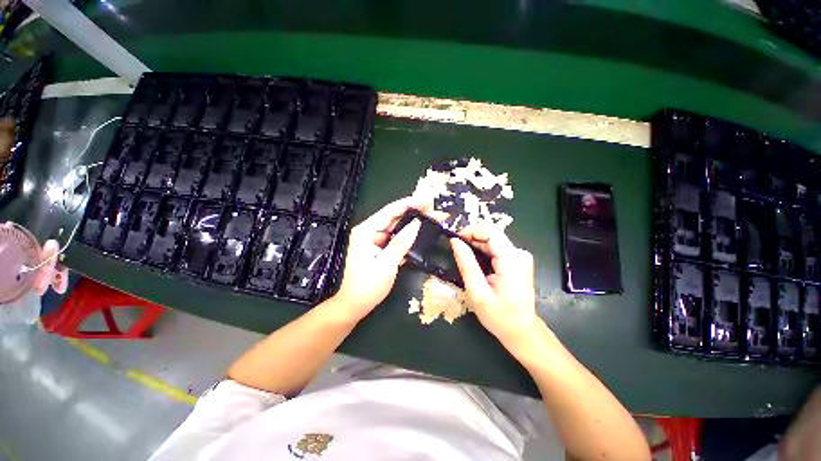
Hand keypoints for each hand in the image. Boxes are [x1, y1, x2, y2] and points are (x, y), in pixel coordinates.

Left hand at [333, 197, 422, 321]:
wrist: (355, 305)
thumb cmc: (368, 286)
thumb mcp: (386, 264)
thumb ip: (401, 243)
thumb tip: (417, 224)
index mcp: (366, 231)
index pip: (390, 211)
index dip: (410, 203)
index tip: (428, 200)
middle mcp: (369, 231)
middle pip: (395, 217)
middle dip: (415, 212)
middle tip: (435, 210)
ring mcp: (375, 239)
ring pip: (397, 227)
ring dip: (414, 223)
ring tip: (433, 218)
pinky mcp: (380, 247)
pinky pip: (396, 237)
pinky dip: (409, 235)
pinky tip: (422, 232)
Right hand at [450, 226, 538, 349]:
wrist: (521, 331)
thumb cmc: (499, 316)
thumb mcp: (477, 292)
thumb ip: (466, 264)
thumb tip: (455, 241)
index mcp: (511, 260)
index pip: (490, 231)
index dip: (470, 230)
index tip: (454, 239)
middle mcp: (519, 254)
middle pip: (492, 235)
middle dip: (471, 238)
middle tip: (454, 248)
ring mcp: (520, 257)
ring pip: (493, 240)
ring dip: (476, 244)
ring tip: (462, 255)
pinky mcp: (517, 261)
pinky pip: (497, 248)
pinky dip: (483, 251)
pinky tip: (474, 261)